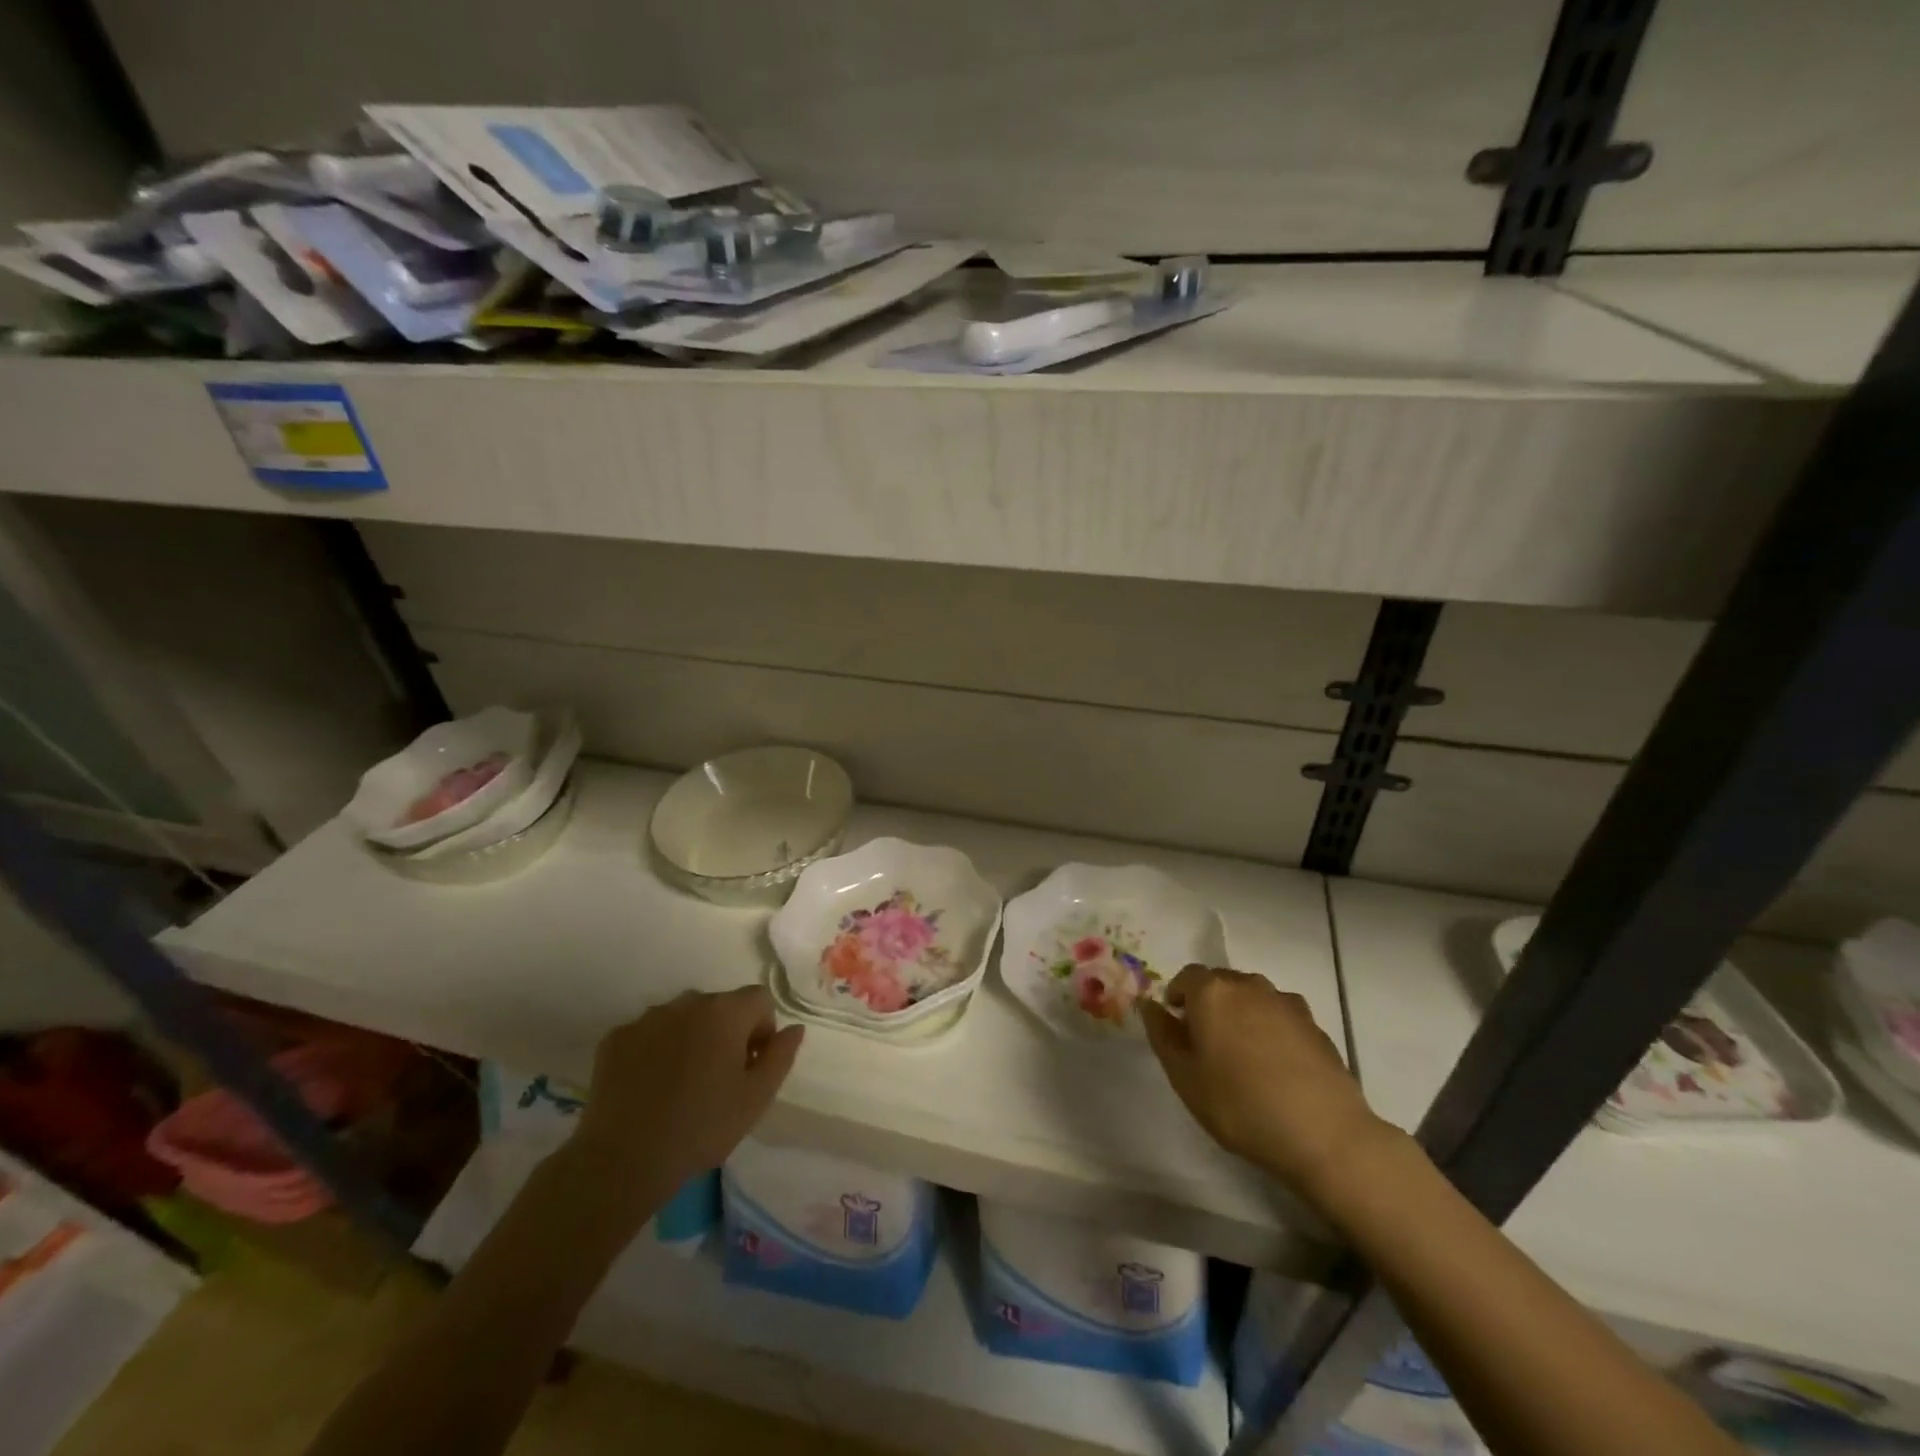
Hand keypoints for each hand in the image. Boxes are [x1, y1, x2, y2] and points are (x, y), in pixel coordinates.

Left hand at [567, 987, 803, 1223]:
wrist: (623, 1161)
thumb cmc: (701, 1128)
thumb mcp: (756, 1099)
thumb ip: (781, 1056)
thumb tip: (794, 1028)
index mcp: (726, 1012)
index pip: (759, 1000)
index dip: (762, 1031)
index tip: (750, 1067)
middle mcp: (687, 1002)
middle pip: (719, 1006)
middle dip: (725, 1033)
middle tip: (718, 1079)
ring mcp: (647, 1017)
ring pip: (682, 1018)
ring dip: (690, 1038)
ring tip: (680, 1084)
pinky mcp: (615, 1037)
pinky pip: (647, 1034)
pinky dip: (654, 1051)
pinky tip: (649, 1088)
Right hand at [1140, 965, 1388, 1197]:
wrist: (1324, 1134)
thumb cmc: (1240, 1105)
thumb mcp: (1184, 1077)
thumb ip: (1162, 1035)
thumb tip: (1150, 1005)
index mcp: (1212, 992)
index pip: (1186, 977)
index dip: (1178, 998)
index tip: (1178, 1028)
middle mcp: (1248, 985)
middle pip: (1220, 983)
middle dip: (1208, 1004)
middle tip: (1207, 1045)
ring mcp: (1285, 1002)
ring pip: (1251, 997)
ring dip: (1240, 1015)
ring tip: (1243, 1057)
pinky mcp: (1314, 1023)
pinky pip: (1279, 1015)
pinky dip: (1270, 1029)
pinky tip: (1275, 1066)